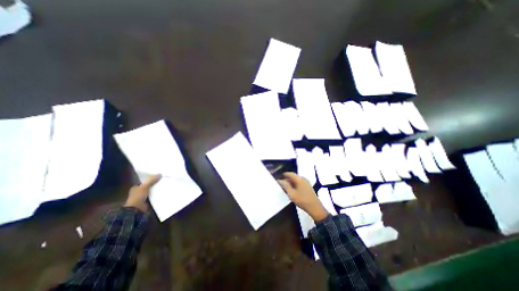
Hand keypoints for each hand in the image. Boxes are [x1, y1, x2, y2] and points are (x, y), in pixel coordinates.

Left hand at [124, 174, 161, 211]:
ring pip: (152, 191)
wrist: (136, 210)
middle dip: (154, 184)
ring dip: (157, 189)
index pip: (144, 182)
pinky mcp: (147, 201)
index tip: (158, 176)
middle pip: (148, 186)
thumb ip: (151, 180)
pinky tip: (164, 192)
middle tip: (163, 180)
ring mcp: (143, 197)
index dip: (150, 179)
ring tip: (165, 185)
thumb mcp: (145, 186)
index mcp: (135, 188)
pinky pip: (154, 196)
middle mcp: (138, 192)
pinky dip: (158, 194)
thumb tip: (160, 174)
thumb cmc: (138, 197)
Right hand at [280, 171, 327, 221]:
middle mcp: (303, 178)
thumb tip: (280, 180)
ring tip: (285, 188)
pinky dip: (295, 185)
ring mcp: (306, 182)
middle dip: (287, 179)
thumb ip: (285, 186)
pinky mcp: (308, 187)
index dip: (284, 175)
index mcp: (299, 179)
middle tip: (281, 184)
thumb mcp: (292, 194)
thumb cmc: (302, 200)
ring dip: (290, 182)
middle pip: (293, 176)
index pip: (290, 173)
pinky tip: (292, 190)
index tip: (278, 178)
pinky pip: (299, 183)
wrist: (315, 208)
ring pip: (296, 180)